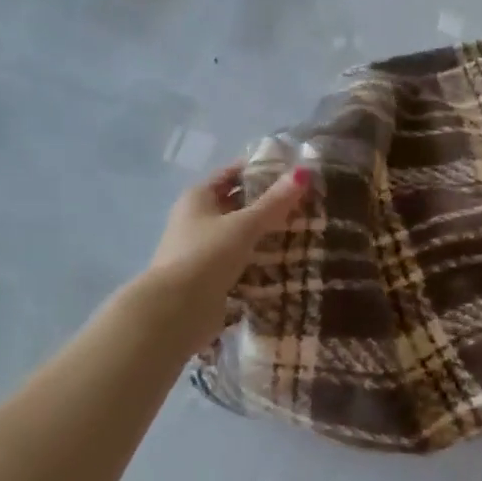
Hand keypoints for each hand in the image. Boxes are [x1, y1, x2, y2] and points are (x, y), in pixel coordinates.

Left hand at [138, 162, 311, 345]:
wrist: (176, 310)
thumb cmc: (207, 255)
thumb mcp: (244, 224)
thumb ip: (274, 202)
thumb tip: (304, 172)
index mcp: (198, 198)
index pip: (231, 174)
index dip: (258, 169)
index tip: (291, 171)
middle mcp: (196, 220)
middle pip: (235, 204)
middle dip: (266, 203)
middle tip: (304, 201)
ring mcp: (202, 250)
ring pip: (239, 234)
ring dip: (264, 233)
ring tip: (302, 229)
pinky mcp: (210, 277)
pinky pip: (240, 260)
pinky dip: (259, 259)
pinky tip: (285, 260)